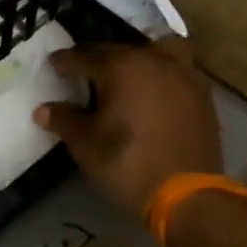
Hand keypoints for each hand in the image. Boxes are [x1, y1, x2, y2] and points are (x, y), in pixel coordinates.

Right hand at [33, 37, 222, 216]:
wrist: (187, 196)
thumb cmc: (128, 165)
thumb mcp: (86, 145)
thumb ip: (64, 120)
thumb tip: (44, 109)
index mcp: (122, 66)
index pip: (85, 55)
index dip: (65, 61)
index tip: (53, 65)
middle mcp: (154, 60)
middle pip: (119, 50)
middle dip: (99, 60)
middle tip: (84, 74)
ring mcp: (183, 74)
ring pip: (155, 51)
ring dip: (137, 59)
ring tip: (125, 76)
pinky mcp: (202, 94)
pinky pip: (176, 70)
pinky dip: (160, 74)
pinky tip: (151, 93)